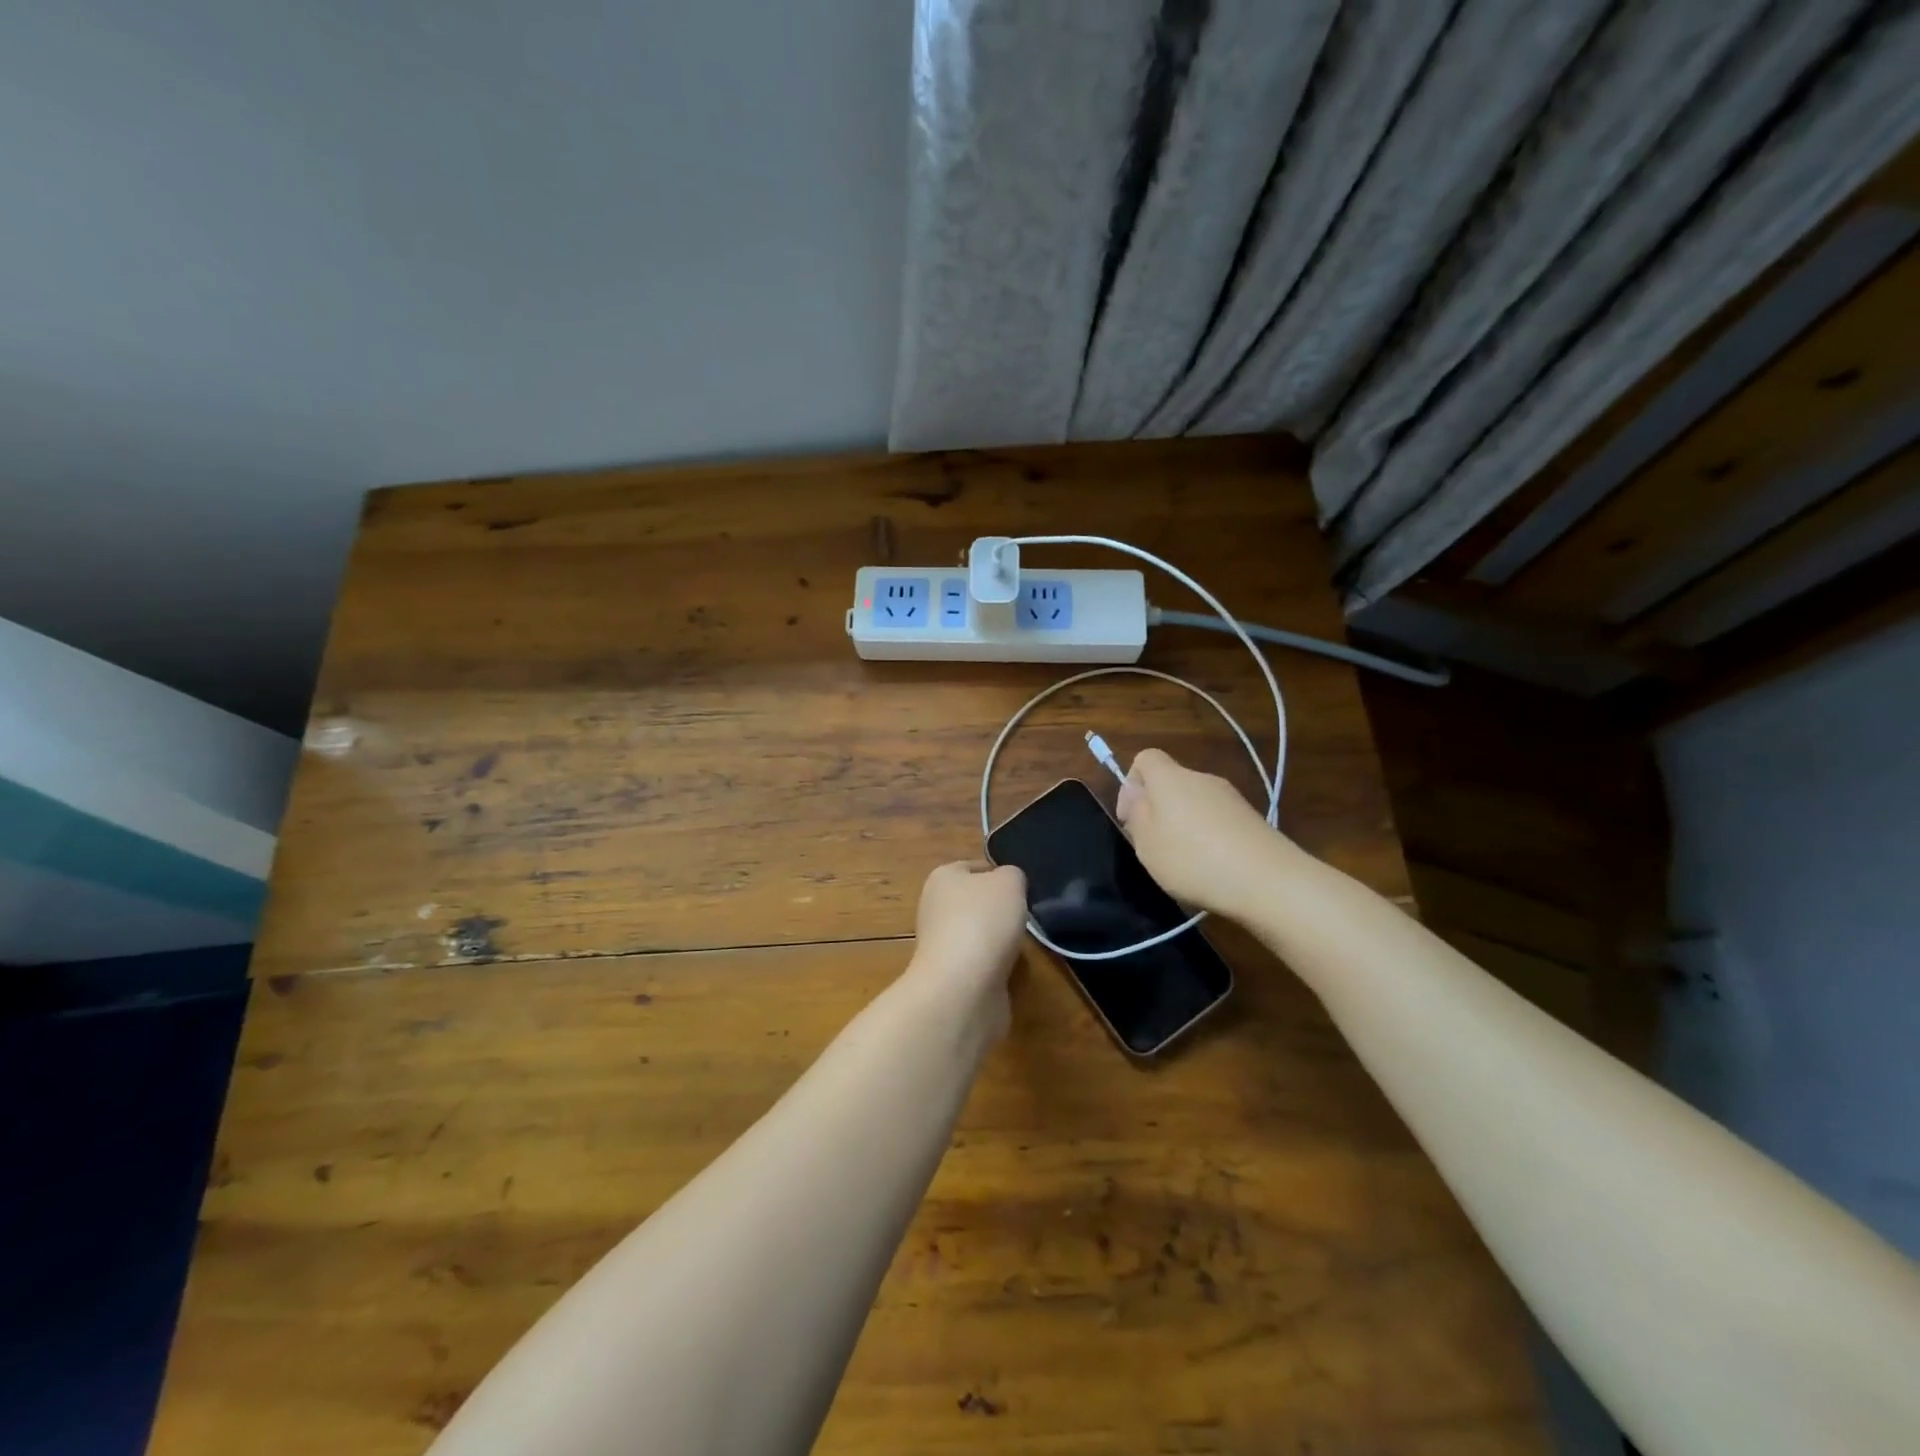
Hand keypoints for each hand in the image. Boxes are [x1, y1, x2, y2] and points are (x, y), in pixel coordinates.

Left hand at [905, 861, 1028, 1031]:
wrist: (963, 987)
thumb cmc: (983, 921)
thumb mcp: (1009, 881)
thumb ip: (1012, 875)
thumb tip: (1008, 884)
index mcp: (942, 878)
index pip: (975, 867)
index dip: (1001, 875)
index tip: (1024, 889)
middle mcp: (935, 908)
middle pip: (977, 902)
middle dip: (1002, 910)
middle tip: (1026, 916)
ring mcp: (941, 944)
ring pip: (980, 933)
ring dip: (1000, 940)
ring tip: (1021, 944)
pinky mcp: (951, 976)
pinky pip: (982, 963)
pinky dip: (997, 966)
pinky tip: (1010, 969)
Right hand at [1116, 748, 1289, 920]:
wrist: (1268, 880)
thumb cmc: (1193, 859)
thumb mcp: (1147, 843)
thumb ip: (1137, 815)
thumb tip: (1137, 794)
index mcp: (1170, 778)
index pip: (1145, 758)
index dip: (1131, 783)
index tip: (1129, 817)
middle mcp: (1202, 778)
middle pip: (1171, 782)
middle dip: (1157, 809)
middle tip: (1154, 846)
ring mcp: (1231, 798)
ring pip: (1195, 802)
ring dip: (1183, 825)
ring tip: (1184, 862)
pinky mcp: (1251, 819)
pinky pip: (1218, 820)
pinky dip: (1209, 837)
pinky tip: (1212, 867)